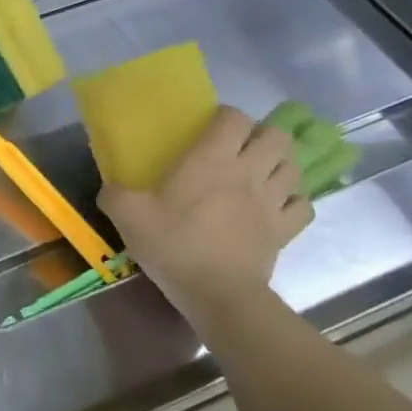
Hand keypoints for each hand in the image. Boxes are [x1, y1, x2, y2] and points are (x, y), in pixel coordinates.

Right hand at [97, 106, 310, 325]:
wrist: (218, 293)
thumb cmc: (174, 245)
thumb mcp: (127, 216)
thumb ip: (114, 194)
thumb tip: (109, 188)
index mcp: (211, 159)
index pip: (235, 118)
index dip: (225, 117)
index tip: (208, 128)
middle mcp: (249, 171)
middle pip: (276, 136)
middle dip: (261, 136)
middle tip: (238, 149)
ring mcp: (273, 201)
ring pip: (293, 167)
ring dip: (279, 165)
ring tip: (259, 174)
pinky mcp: (285, 229)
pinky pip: (302, 204)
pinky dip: (292, 201)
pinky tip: (275, 206)